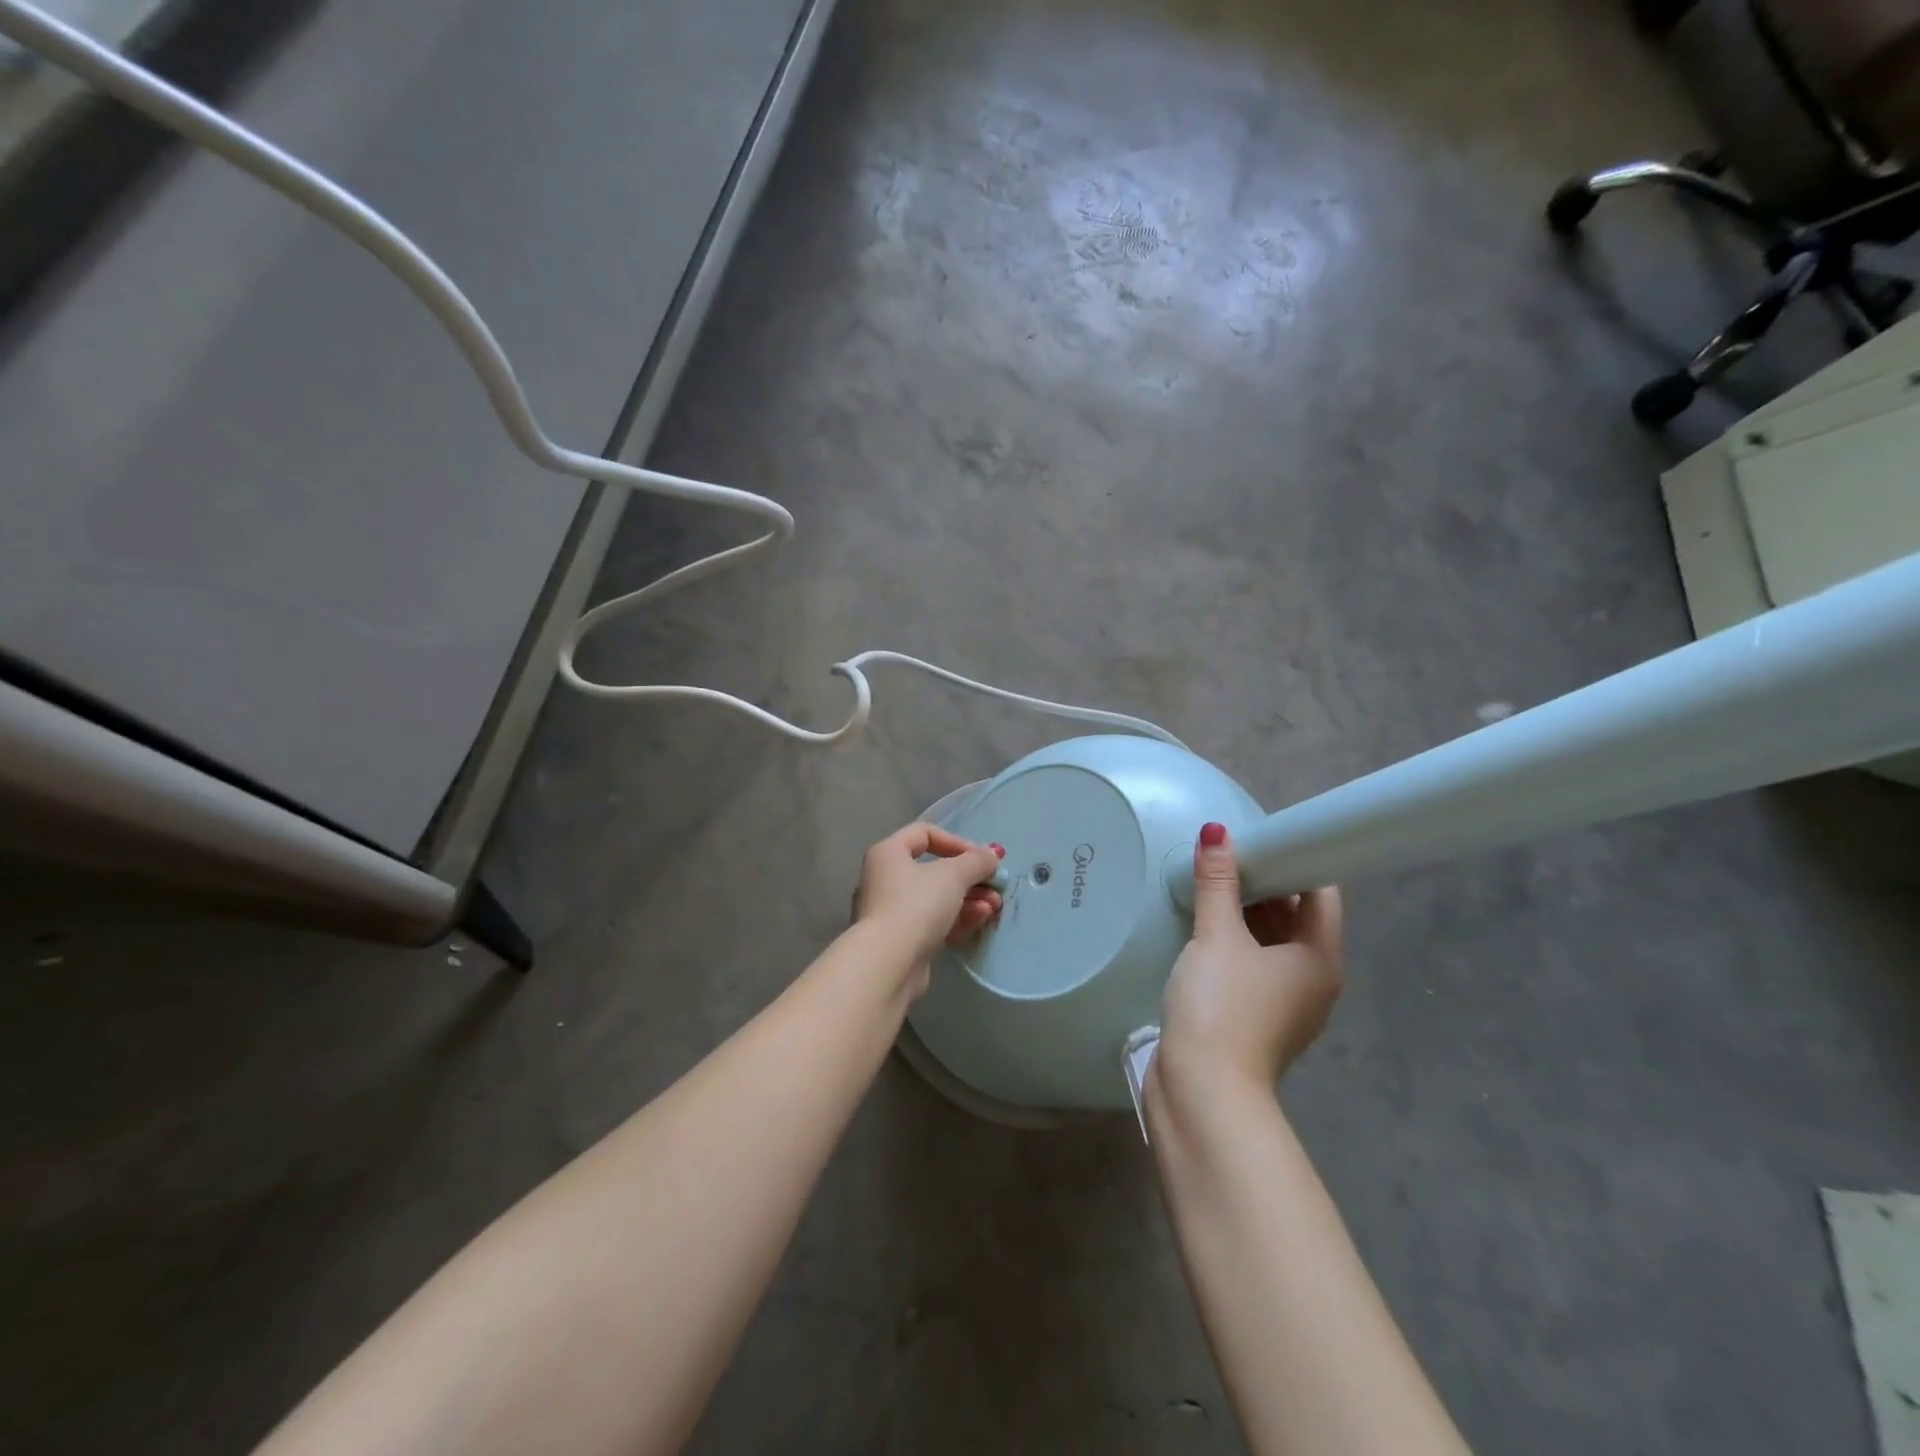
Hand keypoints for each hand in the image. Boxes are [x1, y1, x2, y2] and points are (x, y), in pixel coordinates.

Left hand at [849, 823, 1004, 989]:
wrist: (890, 963)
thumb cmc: (917, 904)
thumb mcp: (953, 875)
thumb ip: (976, 861)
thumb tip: (992, 854)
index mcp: (888, 853)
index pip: (924, 833)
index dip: (956, 841)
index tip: (980, 858)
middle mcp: (885, 879)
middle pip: (935, 870)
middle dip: (970, 878)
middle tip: (995, 887)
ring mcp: (892, 912)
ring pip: (937, 899)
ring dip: (970, 900)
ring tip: (994, 907)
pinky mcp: (902, 941)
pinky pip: (934, 922)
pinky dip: (957, 919)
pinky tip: (979, 921)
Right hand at [1156, 823, 1342, 1095]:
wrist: (1202, 1092)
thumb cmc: (1221, 1008)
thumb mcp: (1217, 938)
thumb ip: (1217, 884)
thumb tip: (1217, 832)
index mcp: (1320, 957)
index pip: (1321, 891)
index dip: (1295, 858)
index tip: (1259, 836)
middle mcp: (1313, 978)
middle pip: (1296, 914)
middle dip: (1264, 881)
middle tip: (1226, 851)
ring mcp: (1285, 1001)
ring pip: (1272, 939)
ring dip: (1246, 910)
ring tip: (1210, 878)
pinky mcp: (1256, 1016)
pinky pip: (1252, 962)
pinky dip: (1235, 938)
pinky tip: (1204, 921)